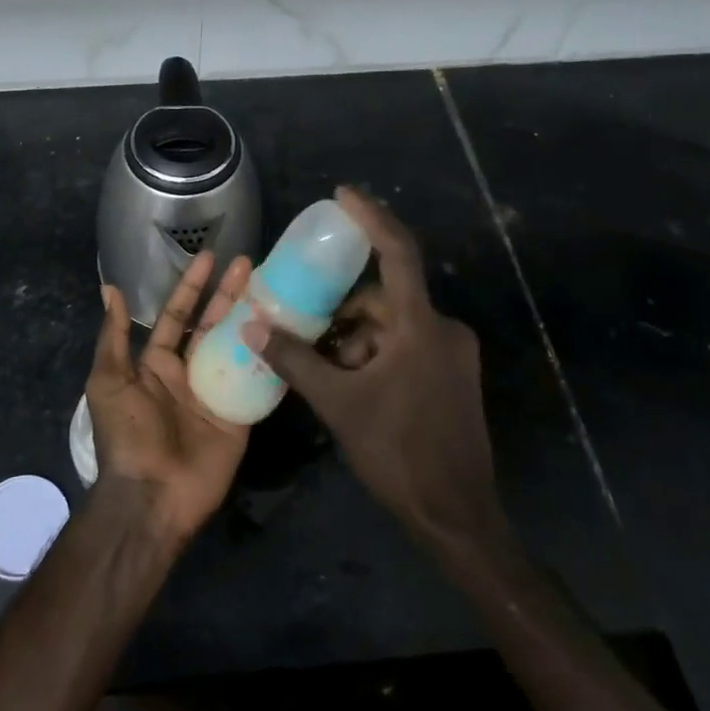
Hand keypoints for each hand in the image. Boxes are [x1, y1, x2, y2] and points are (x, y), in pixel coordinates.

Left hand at [89, 251, 251, 542]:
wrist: (151, 495)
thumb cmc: (127, 433)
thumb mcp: (109, 380)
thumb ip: (113, 335)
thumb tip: (109, 288)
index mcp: (157, 363)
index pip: (178, 315)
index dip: (192, 286)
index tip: (210, 258)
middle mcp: (189, 372)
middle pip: (212, 324)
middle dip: (228, 294)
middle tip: (249, 263)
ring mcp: (217, 393)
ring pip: (237, 346)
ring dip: (252, 318)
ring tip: (272, 288)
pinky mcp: (240, 416)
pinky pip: (257, 381)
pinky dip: (270, 358)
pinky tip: (287, 332)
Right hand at [253, 187, 499, 547]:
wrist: (457, 516)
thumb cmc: (398, 453)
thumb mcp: (338, 404)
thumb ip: (294, 360)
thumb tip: (252, 326)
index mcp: (421, 326)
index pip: (398, 252)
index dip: (371, 217)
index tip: (342, 195)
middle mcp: (443, 330)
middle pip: (386, 298)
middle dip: (344, 308)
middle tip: (305, 321)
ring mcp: (452, 355)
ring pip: (394, 325)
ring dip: (357, 337)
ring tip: (322, 364)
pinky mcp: (452, 377)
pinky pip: (407, 346)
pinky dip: (375, 353)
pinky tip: (349, 381)